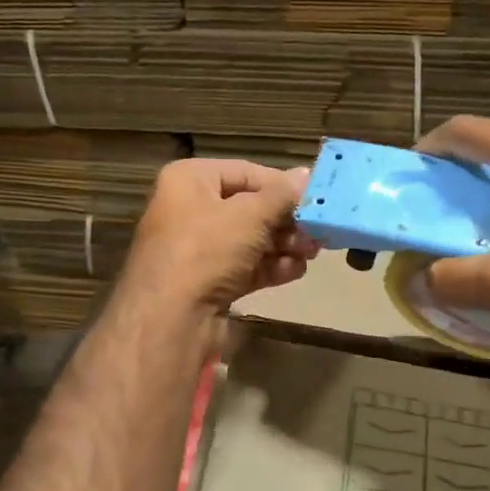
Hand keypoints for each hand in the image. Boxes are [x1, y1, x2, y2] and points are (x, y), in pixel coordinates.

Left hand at [121, 159, 318, 313]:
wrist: (170, 318)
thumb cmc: (207, 250)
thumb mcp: (250, 216)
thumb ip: (282, 196)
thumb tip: (306, 175)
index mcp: (189, 180)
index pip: (245, 172)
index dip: (281, 185)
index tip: (314, 198)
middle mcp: (189, 209)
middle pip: (249, 208)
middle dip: (285, 221)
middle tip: (318, 232)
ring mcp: (196, 249)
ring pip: (249, 240)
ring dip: (283, 246)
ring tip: (311, 253)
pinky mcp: (206, 281)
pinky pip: (243, 267)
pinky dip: (269, 268)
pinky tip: (294, 271)